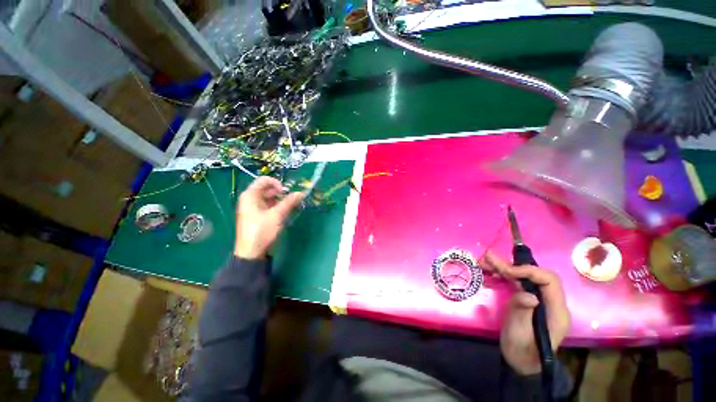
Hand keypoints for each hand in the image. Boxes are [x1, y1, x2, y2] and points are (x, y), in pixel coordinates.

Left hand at [234, 176, 303, 258]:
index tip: (286, 192)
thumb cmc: (261, 231)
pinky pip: (269, 206)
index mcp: (250, 195)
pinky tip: (286, 212)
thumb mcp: (277, 215)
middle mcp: (250, 199)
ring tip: (291, 206)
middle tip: (292, 199)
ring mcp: (254, 208)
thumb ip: (289, 202)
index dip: (277, 183)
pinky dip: (278, 207)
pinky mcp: (258, 216)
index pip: (264, 180)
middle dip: (281, 193)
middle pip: (267, 189)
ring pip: (269, 198)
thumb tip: (301, 193)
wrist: (251, 253)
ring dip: (281, 200)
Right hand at [483, 251, 569, 375]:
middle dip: (511, 265)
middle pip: (535, 275)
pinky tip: (489, 274)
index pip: (549, 280)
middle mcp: (550, 302)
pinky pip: (517, 284)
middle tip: (489, 258)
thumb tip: (528, 295)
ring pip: (524, 277)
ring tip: (485, 262)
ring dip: (504, 268)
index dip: (529, 271)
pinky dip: (503, 276)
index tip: (506, 271)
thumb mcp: (520, 333)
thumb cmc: (522, 350)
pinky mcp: (528, 301)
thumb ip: (523, 312)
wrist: (520, 362)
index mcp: (556, 310)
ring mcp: (539, 301)